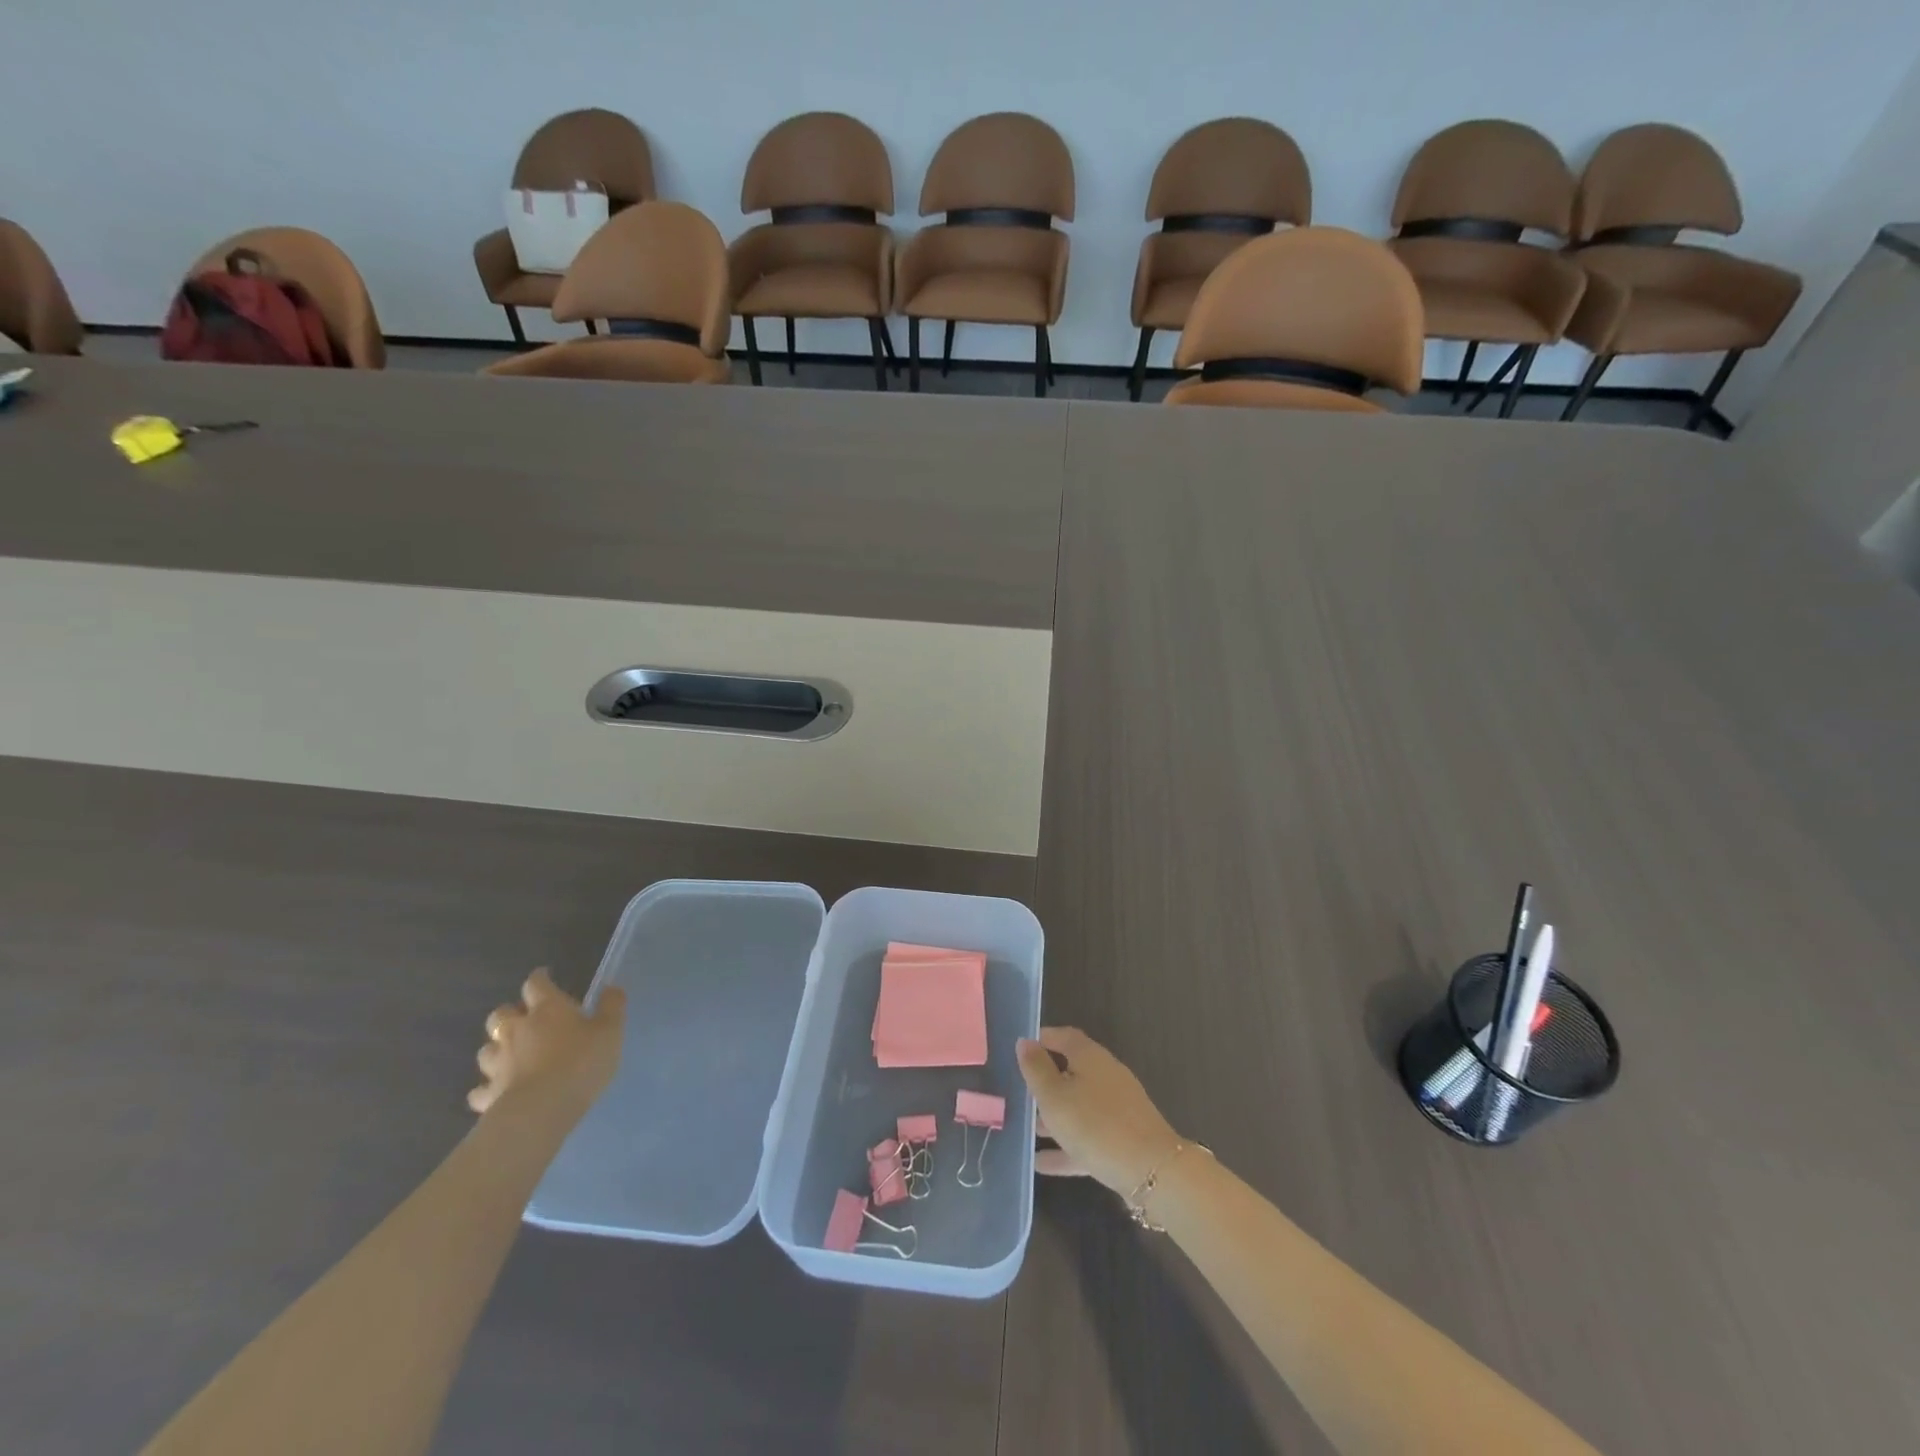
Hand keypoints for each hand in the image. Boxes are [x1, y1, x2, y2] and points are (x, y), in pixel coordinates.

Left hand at [470, 969, 625, 1118]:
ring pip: (486, 1049)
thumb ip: (612, 1007)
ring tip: (509, 1057)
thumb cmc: (581, 1062)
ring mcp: (497, 1063)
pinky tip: (496, 1093)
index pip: (536, 984)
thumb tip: (611, 987)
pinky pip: (480, 1090)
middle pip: (500, 1014)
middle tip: (524, 1020)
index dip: (539, 979)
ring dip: (496, 1049)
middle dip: (509, 1014)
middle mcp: (516, 1030)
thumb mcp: (610, 1030)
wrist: (542, 1109)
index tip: (544, 977)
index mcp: (547, 1009)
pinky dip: (486, 1089)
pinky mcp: (488, 1095)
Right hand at [1016, 1027, 1181, 1195]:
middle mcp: (1105, 1075)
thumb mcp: (1054, 1096)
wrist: (1152, 1171)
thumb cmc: (1095, 1125)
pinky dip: (1066, 1145)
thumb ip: (1036, 1069)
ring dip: (1054, 1116)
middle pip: (1071, 1071)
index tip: (1019, 1051)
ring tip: (1026, 1129)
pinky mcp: (1123, 1137)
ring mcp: (1117, 1107)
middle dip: (1045, 1082)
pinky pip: (1087, 1135)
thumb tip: (1024, 1041)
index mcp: (1089, 1057)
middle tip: (1018, 1094)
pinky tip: (1041, 1163)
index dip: (1041, 1040)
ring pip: (1078, 1105)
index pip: (1063, 1036)